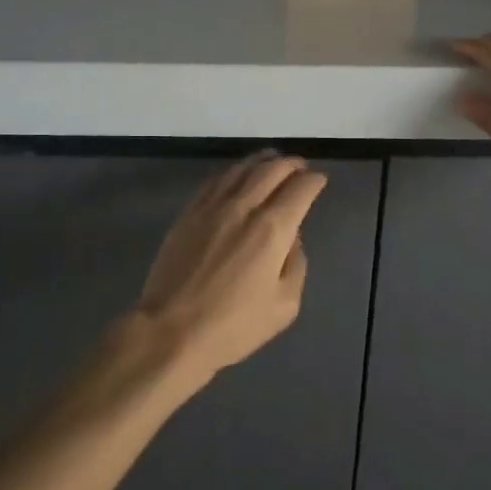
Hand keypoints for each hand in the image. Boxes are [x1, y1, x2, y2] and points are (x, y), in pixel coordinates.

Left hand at [130, 153, 328, 387]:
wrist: (171, 330)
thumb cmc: (233, 326)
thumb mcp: (284, 305)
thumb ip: (295, 264)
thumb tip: (291, 238)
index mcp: (272, 229)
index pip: (299, 190)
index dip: (313, 181)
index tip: (319, 180)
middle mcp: (243, 207)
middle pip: (270, 170)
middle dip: (290, 164)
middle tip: (299, 165)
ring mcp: (211, 207)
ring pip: (240, 170)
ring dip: (261, 161)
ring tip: (271, 159)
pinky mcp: (188, 214)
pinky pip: (214, 181)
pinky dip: (231, 172)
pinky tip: (236, 175)